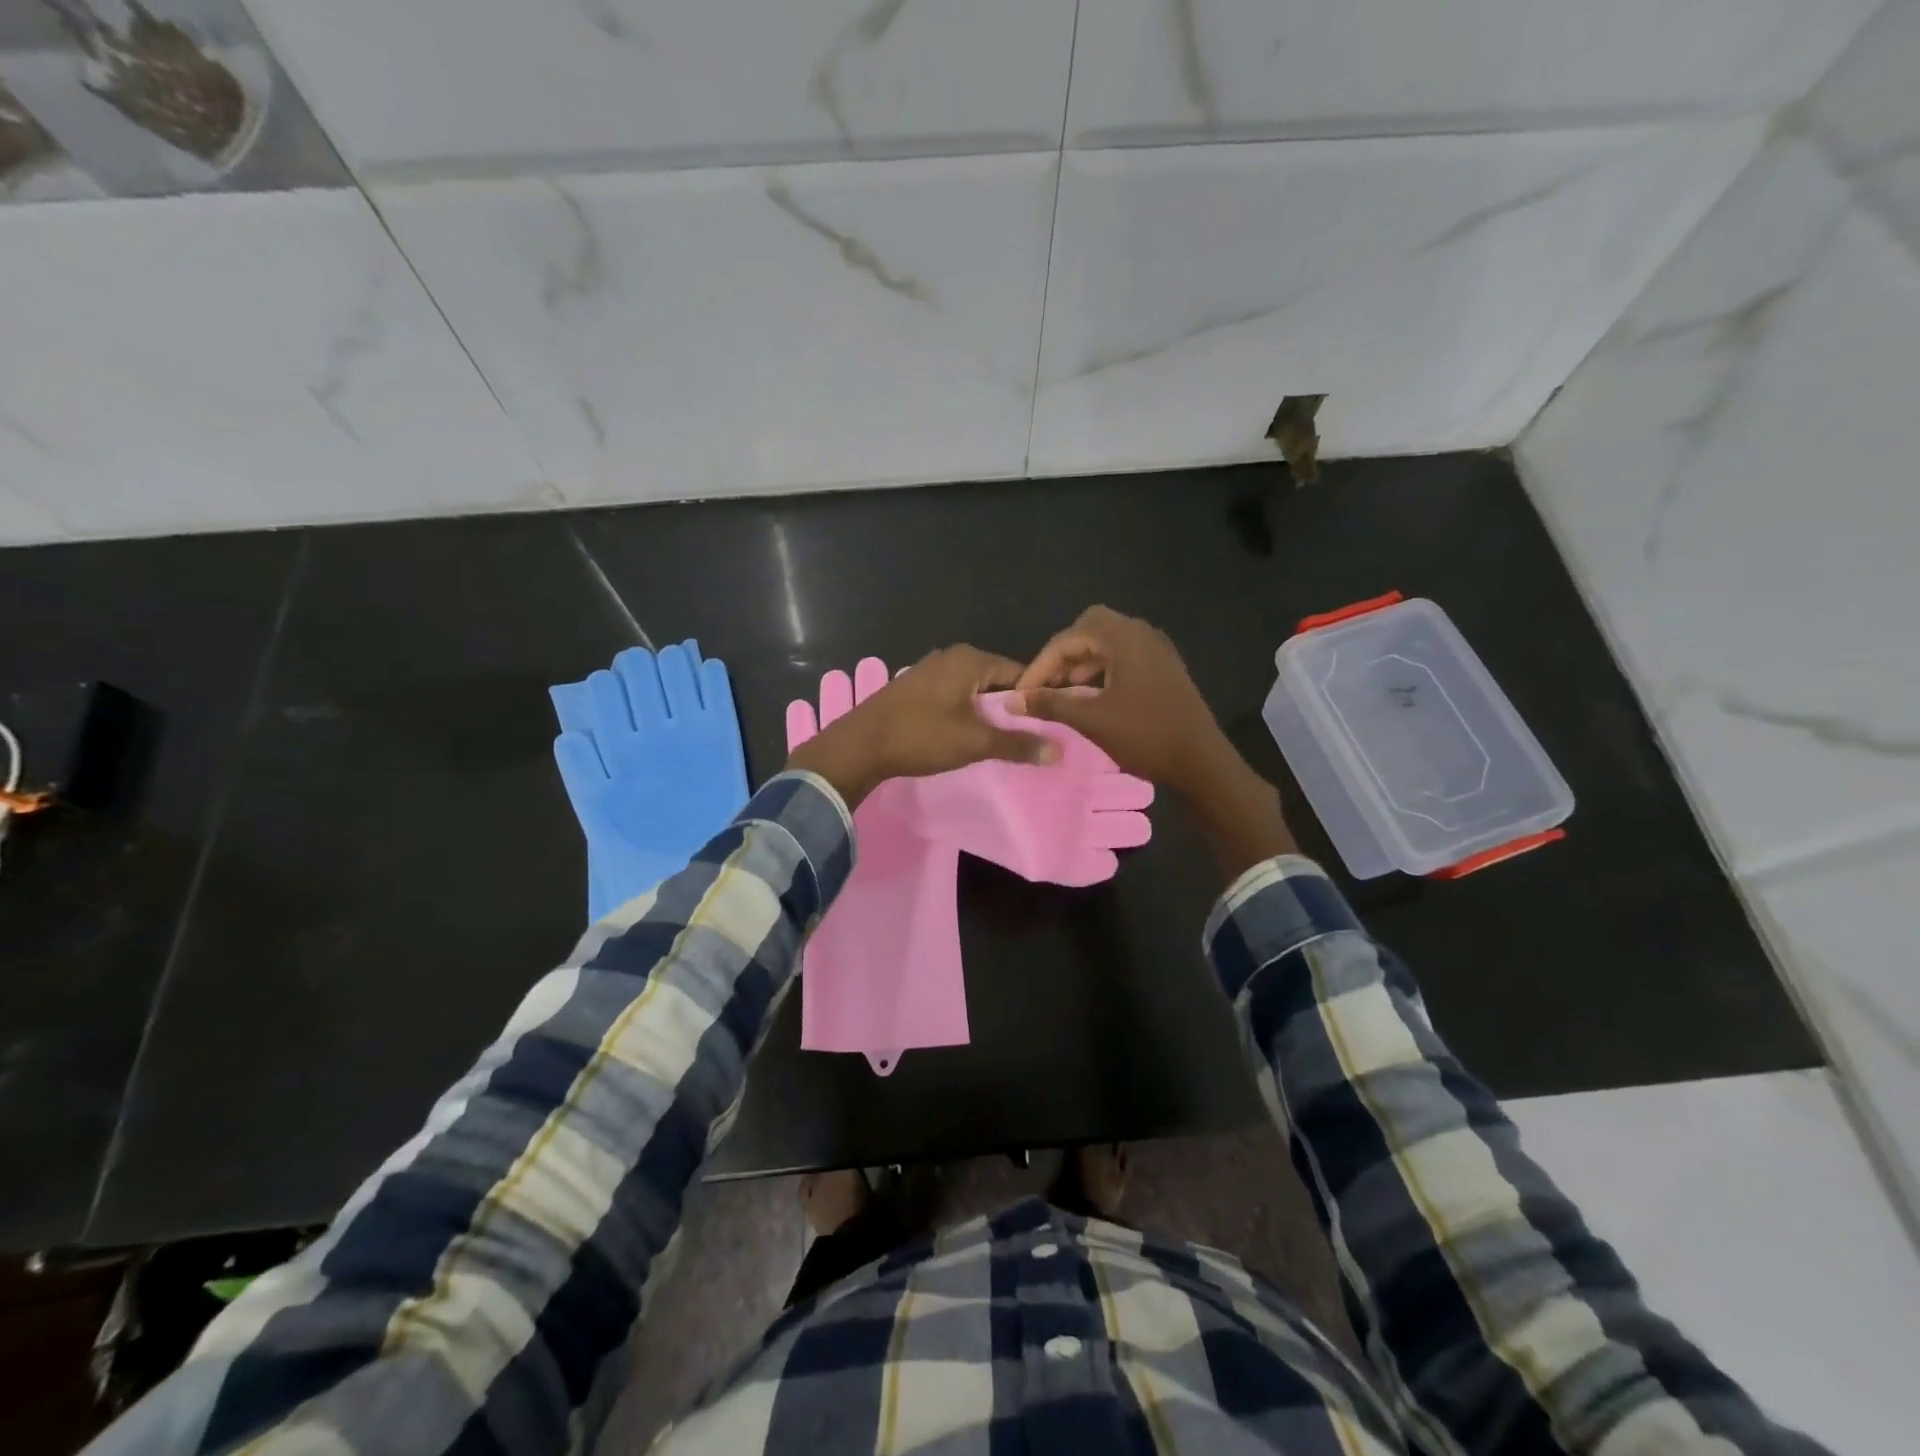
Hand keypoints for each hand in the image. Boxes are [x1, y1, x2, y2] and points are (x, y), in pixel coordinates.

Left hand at [787, 646, 1057, 806]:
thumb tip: (1059, 750)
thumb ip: (1018, 744)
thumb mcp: (975, 742)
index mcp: (971, 659)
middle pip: (996, 681)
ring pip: (973, 690)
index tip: (1046, 725)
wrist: (860, 745)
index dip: (1034, 699)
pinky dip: (963, 712)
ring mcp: (929, 670)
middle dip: (1009, 708)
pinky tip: (961, 735)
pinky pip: (952, 696)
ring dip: (985, 713)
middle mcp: (951, 656)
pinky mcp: (914, 687)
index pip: (1020, 674)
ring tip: (995, 740)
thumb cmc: (922, 736)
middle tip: (1023, 738)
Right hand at [1010, 606, 1232, 792]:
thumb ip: (1050, 704)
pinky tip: (1094, 695)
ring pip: (1108, 641)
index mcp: (1124, 638)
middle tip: (1047, 684)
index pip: (1068, 638)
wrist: (1200, 762)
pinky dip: (1103, 668)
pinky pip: (1125, 655)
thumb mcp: (1091, 720)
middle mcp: (1142, 633)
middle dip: (1063, 654)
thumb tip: (1013, 700)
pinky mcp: (1164, 667)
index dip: (1040, 665)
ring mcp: (1157, 649)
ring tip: (1065, 693)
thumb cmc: (1144, 736)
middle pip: (1089, 628)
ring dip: (1082, 661)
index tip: (1022, 693)